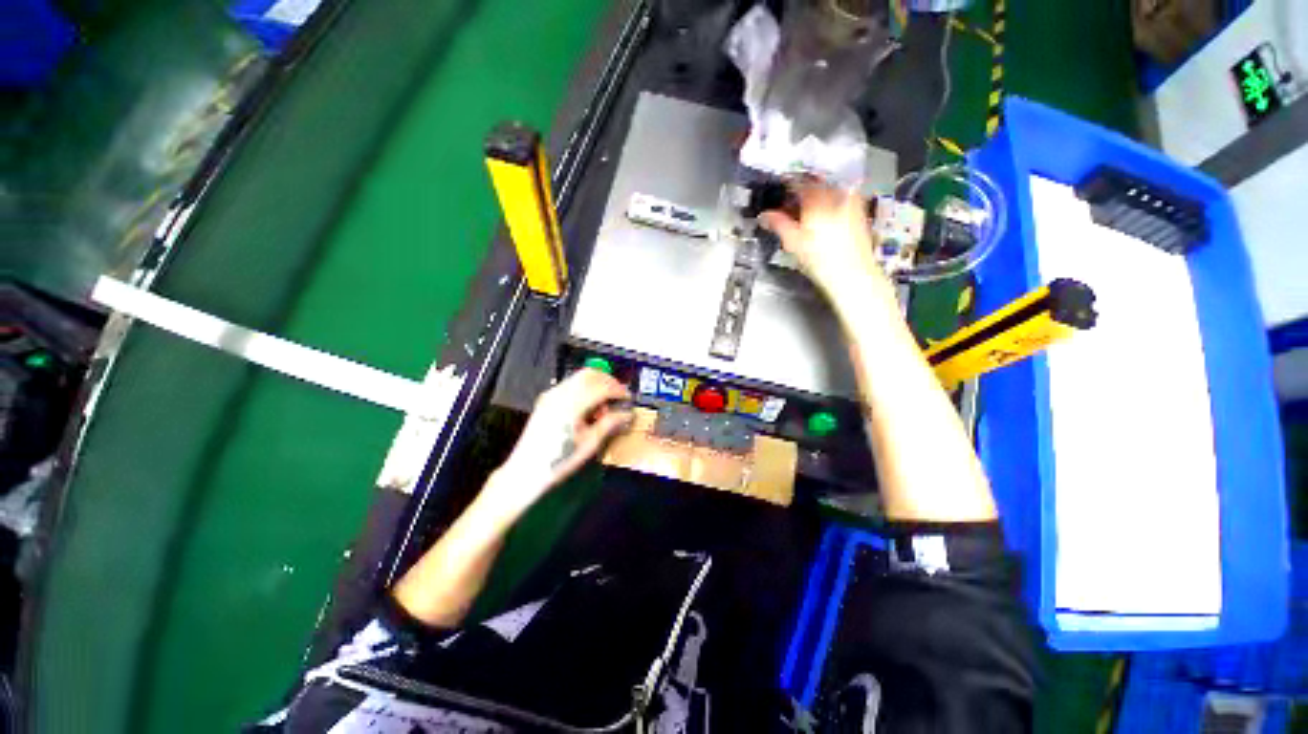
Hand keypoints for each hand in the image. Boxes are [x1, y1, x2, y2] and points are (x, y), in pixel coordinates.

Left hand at [493, 368, 633, 510]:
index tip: (628, 399)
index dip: (619, 390)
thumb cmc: (559, 460)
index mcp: (573, 404)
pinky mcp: (546, 399)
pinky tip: (588, 407)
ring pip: (579, 377)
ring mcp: (551, 395)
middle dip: (608, 381)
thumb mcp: (590, 443)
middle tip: (619, 396)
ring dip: (596, 384)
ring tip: (604, 405)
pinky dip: (584, 388)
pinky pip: (570, 384)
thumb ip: (610, 423)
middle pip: (590, 374)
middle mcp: (560, 393)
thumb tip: (627, 414)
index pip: (602, 386)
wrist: (526, 471)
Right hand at [758, 184, 894, 316]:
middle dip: (803, 190)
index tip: (779, 190)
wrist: (853, 274)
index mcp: (818, 199)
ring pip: (830, 190)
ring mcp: (851, 202)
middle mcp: (836, 195)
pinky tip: (824, 215)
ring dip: (817, 195)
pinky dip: (831, 202)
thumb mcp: (793, 242)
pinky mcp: (859, 212)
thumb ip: (778, 224)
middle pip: (816, 184)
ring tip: (806, 208)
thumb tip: (764, 215)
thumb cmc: (821, 259)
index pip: (799, 183)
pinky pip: (842, 198)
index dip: (787, 185)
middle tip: (791, 201)